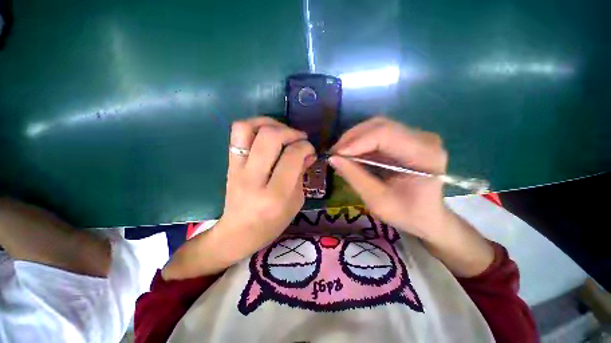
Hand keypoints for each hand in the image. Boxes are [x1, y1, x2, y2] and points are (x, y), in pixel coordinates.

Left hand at [217, 117, 315, 260]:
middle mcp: (253, 178)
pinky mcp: (229, 164)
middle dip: (290, 131)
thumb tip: (308, 153)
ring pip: (248, 128)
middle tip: (299, 138)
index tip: (310, 149)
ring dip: (270, 123)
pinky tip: (267, 133)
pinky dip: (255, 125)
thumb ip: (301, 174)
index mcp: (275, 194)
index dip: (305, 147)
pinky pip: (237, 133)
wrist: (238, 233)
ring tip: (282, 130)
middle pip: (270, 137)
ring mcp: (237, 169)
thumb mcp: (296, 202)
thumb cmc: (272, 223)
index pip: (291, 156)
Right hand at [329, 117, 449, 240]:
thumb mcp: (377, 201)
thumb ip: (355, 177)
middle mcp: (424, 138)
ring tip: (340, 154)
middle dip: (352, 138)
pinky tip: (351, 154)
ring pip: (377, 127)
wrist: (428, 217)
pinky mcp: (407, 140)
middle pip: (380, 125)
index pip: (386, 134)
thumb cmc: (407, 214)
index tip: (335, 154)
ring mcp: (416, 137)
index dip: (357, 141)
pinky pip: (379, 134)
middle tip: (335, 153)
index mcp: (425, 155)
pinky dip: (361, 143)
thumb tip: (332, 158)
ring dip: (355, 139)